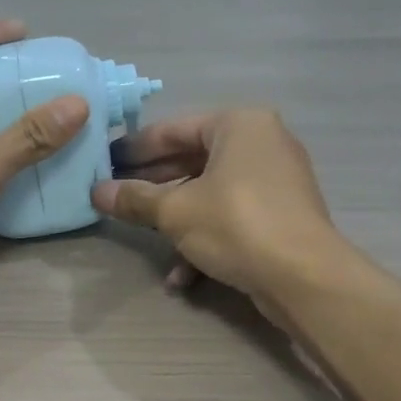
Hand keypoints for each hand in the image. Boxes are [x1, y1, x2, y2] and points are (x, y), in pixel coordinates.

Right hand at [90, 107, 344, 313]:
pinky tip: (181, 276)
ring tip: (143, 236)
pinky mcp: (281, 216)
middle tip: (117, 197)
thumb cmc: (236, 225)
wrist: (303, 276)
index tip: (105, 163)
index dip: (135, 148)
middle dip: (154, 186)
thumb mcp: (176, 212)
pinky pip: (233, 217)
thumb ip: (135, 199)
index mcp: (239, 124)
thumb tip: (96, 192)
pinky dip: (206, 239)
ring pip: (211, 193)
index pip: (174, 129)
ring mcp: (276, 181)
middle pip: (193, 160)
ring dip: (176, 219)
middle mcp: (262, 143)